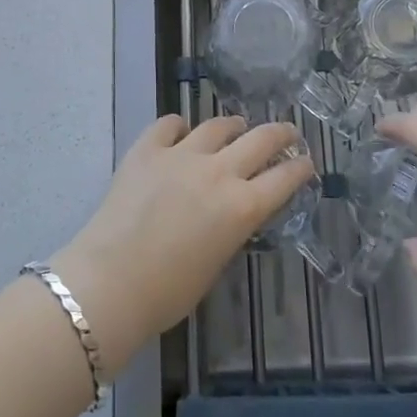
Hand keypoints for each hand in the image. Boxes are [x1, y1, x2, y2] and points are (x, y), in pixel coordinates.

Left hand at [50, 116, 311, 377]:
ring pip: (217, 126)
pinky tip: (180, 131)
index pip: (285, 178)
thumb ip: (230, 228)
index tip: (306, 162)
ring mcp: (181, 155)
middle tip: (288, 132)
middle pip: (261, 139)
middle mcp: (219, 172)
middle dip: (281, 133)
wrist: (110, 281)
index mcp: (242, 207)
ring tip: (235, 126)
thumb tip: (229, 213)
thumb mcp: (216, 261)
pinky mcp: (147, 149)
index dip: (300, 168)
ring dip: (232, 126)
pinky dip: (179, 127)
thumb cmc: (168, 292)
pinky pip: (169, 124)